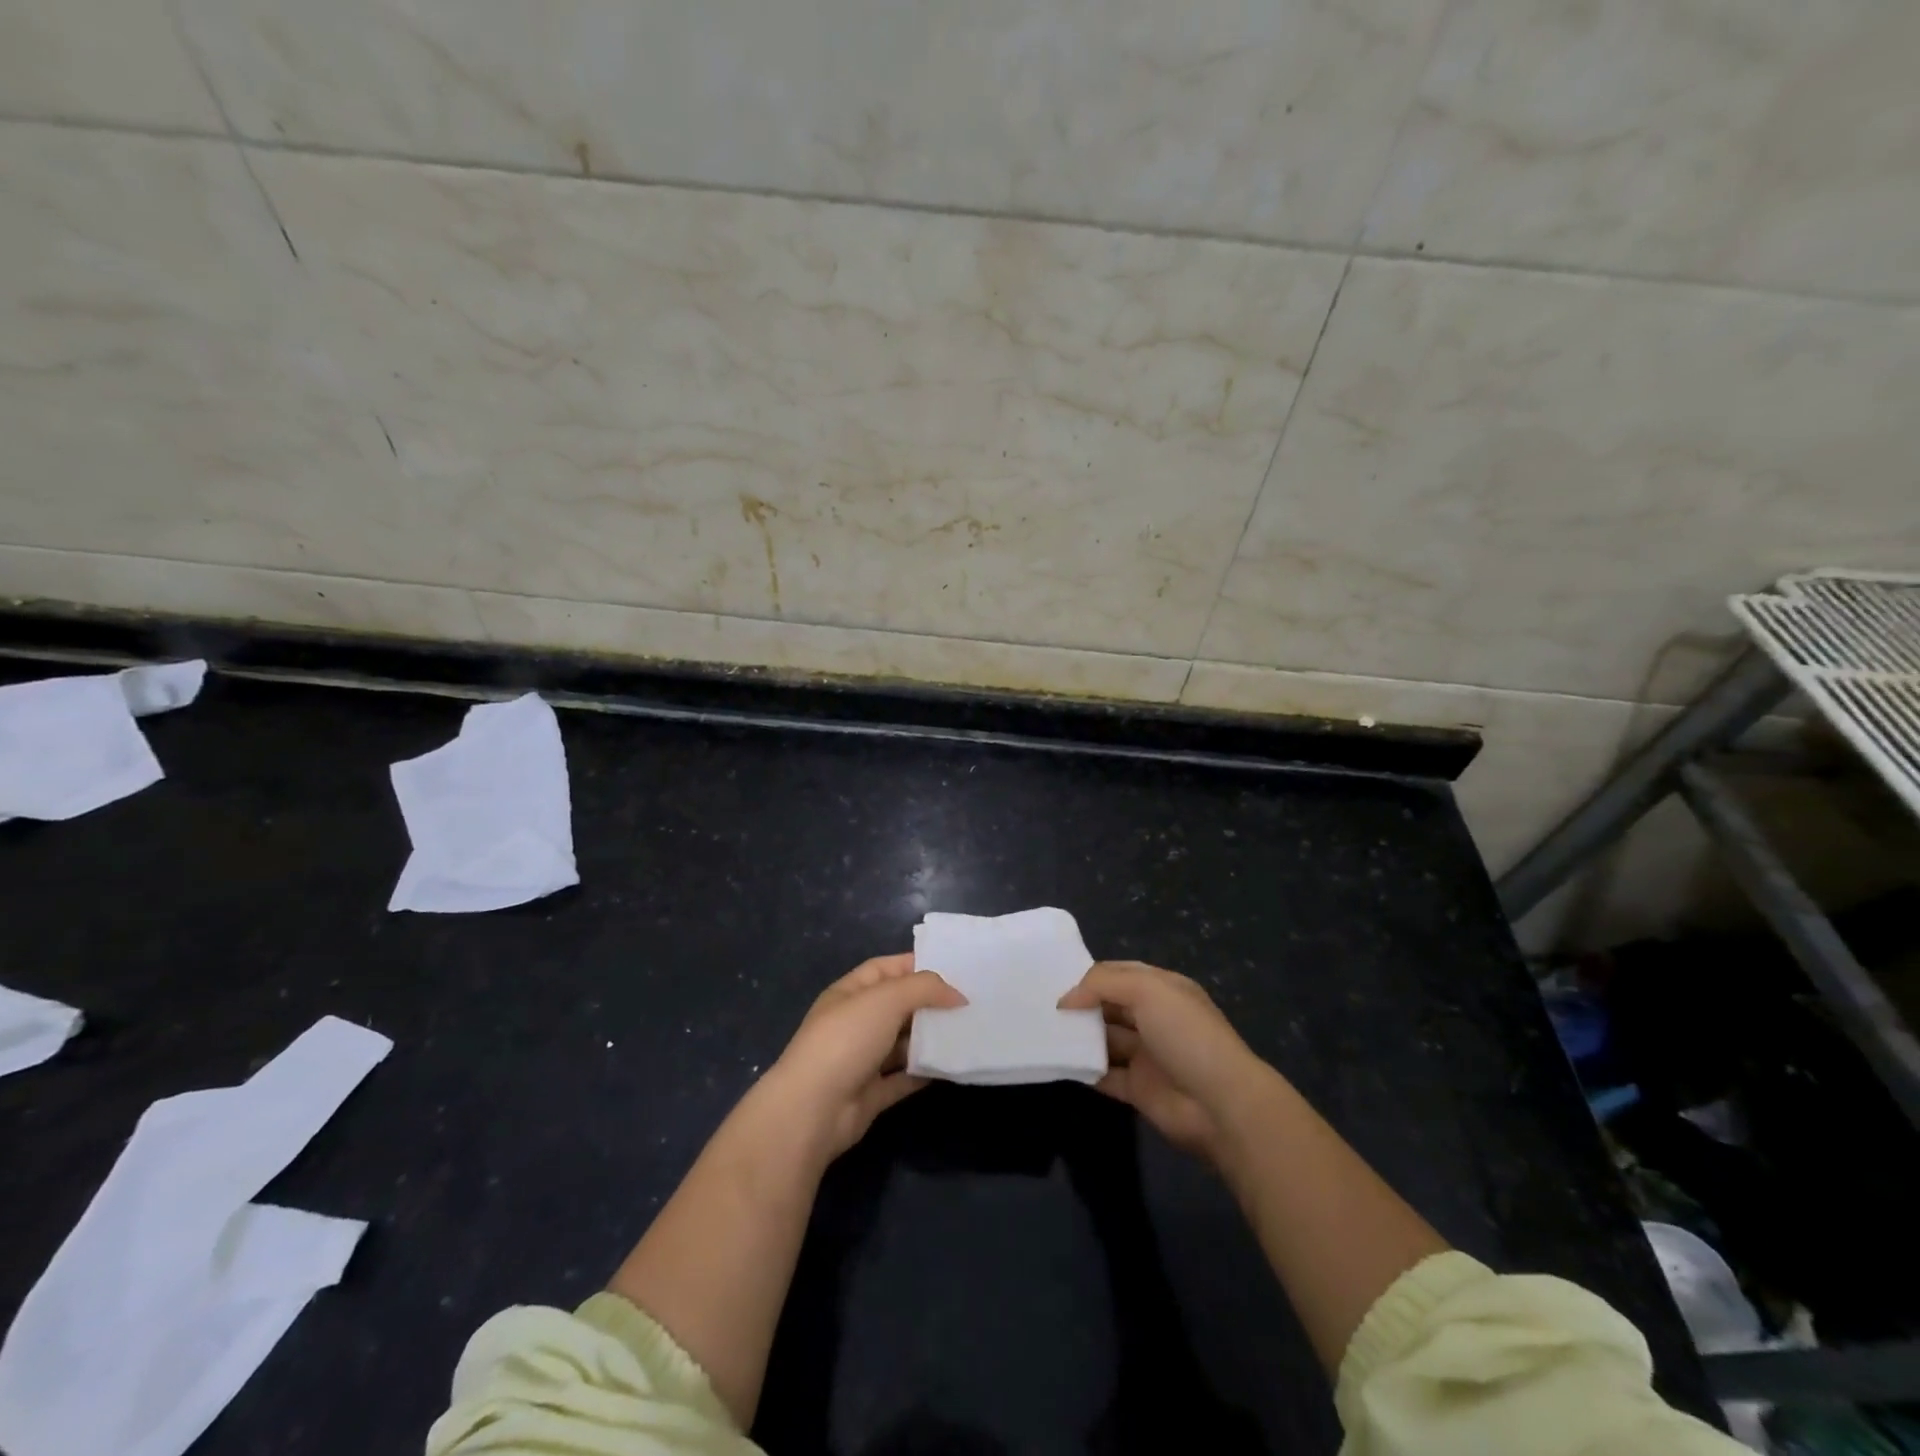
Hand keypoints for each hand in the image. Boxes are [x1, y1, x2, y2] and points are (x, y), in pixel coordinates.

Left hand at [763, 953, 964, 1160]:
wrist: (813, 1110)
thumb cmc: (847, 1039)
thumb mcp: (887, 999)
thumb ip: (925, 988)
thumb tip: (958, 995)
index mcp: (850, 993)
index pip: (885, 968)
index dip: (916, 965)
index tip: (953, 969)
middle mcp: (855, 1022)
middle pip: (897, 1005)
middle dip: (929, 1003)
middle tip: (968, 1002)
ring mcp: (862, 1059)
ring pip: (903, 1042)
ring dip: (930, 1038)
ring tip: (968, 1031)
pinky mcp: (872, 1093)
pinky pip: (905, 1077)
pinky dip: (925, 1070)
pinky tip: (952, 1065)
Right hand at [1060, 961, 1267, 1164]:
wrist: (1220, 1104)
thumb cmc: (1186, 1035)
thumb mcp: (1146, 990)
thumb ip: (1102, 984)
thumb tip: (1066, 1000)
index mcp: (1163, 989)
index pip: (1119, 974)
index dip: (1090, 976)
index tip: (1054, 981)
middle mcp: (1155, 1019)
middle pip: (1109, 1006)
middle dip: (1081, 1005)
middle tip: (1041, 1007)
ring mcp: (1147, 1055)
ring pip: (1105, 1040)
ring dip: (1079, 1037)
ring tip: (1043, 1033)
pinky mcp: (1139, 1090)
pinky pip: (1105, 1076)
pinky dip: (1084, 1070)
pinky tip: (1058, 1063)